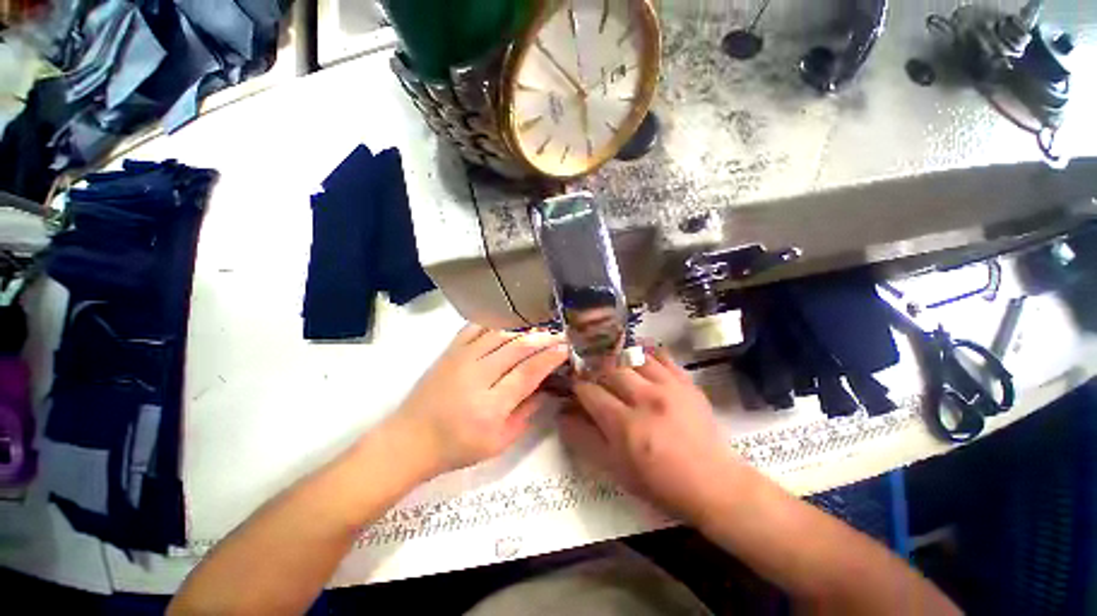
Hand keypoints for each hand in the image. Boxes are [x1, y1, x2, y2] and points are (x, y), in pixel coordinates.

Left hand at [391, 324, 567, 476]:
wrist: (410, 439)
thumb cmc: (457, 447)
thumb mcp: (499, 443)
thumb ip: (527, 414)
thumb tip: (547, 389)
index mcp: (491, 406)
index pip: (528, 373)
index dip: (550, 358)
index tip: (565, 348)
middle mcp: (476, 377)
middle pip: (516, 348)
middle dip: (543, 339)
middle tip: (559, 334)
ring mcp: (461, 359)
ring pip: (499, 334)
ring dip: (524, 329)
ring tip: (541, 327)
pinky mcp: (450, 351)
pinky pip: (476, 328)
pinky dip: (496, 322)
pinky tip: (510, 322)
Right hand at [559, 347, 742, 520]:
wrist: (713, 483)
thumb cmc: (659, 482)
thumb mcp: (615, 469)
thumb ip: (584, 439)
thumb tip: (562, 415)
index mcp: (624, 424)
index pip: (589, 391)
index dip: (577, 387)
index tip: (576, 388)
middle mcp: (644, 398)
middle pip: (608, 368)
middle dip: (595, 370)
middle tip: (593, 376)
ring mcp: (668, 387)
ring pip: (633, 356)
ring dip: (618, 359)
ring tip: (614, 366)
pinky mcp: (685, 382)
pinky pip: (661, 355)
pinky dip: (646, 353)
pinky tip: (640, 358)